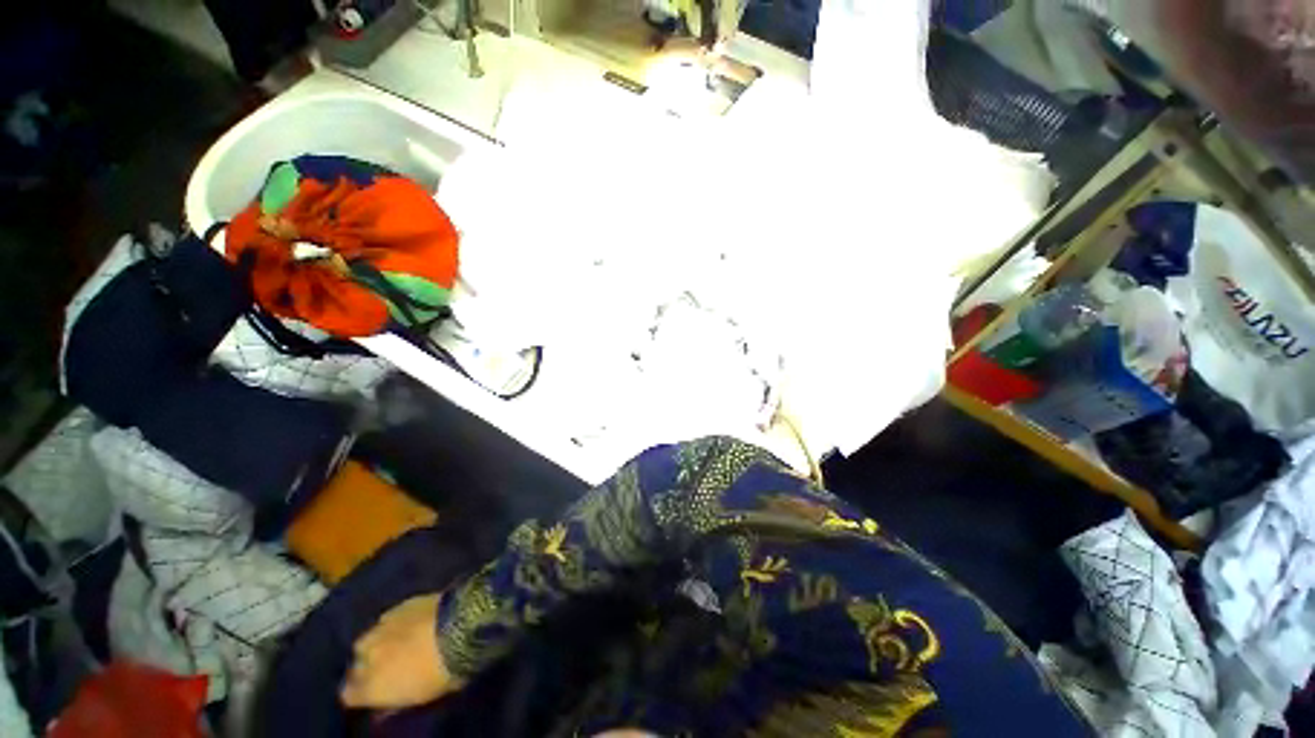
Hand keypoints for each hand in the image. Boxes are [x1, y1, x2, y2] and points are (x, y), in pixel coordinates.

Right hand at [340, 594, 462, 708]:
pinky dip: (395, 623)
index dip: (359, 694)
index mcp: (369, 687)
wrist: (460, 626)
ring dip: (378, 643)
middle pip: (356, 665)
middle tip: (386, 667)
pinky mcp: (400, 605)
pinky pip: (388, 618)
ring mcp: (381, 628)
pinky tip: (409, 623)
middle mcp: (366, 657)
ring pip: (368, 639)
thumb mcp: (418, 697)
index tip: (371, 693)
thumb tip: (383, 706)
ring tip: (396, 643)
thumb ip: (395, 700)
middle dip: (366, 666)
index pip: (348, 695)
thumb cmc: (443, 672)